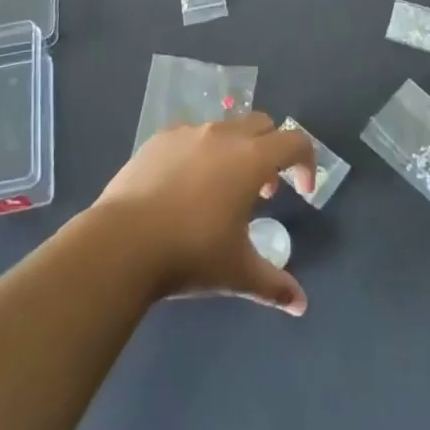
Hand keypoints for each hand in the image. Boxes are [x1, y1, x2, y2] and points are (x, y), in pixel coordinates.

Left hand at [92, 113, 316, 315]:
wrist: (123, 241)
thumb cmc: (191, 253)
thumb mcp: (238, 272)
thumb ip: (274, 285)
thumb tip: (300, 305)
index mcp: (251, 159)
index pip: (295, 142)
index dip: (306, 163)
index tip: (302, 192)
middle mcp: (223, 135)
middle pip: (262, 125)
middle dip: (271, 151)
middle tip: (262, 192)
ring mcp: (188, 132)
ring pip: (225, 128)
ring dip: (236, 151)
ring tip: (221, 192)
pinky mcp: (158, 138)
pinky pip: (191, 135)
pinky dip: (201, 153)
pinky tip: (184, 188)